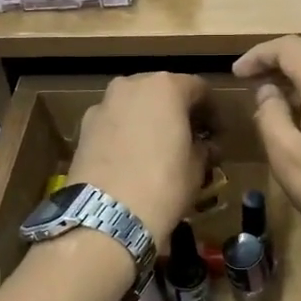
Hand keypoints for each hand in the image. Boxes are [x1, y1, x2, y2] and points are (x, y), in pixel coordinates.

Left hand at [67, 73, 208, 247]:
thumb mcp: (197, 167)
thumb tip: (201, 146)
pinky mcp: (83, 127)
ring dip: (148, 121)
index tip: (216, 134)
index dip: (211, 111)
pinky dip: (125, 133)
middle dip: (176, 112)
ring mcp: (103, 104)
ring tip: (157, 150)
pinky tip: (131, 159)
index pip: (198, 88)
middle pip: (161, 91)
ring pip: (134, 105)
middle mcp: (131, 85)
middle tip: (188, 139)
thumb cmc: (163, 185)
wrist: (106, 215)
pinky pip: (114, 123)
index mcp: (165, 87)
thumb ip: (202, 147)